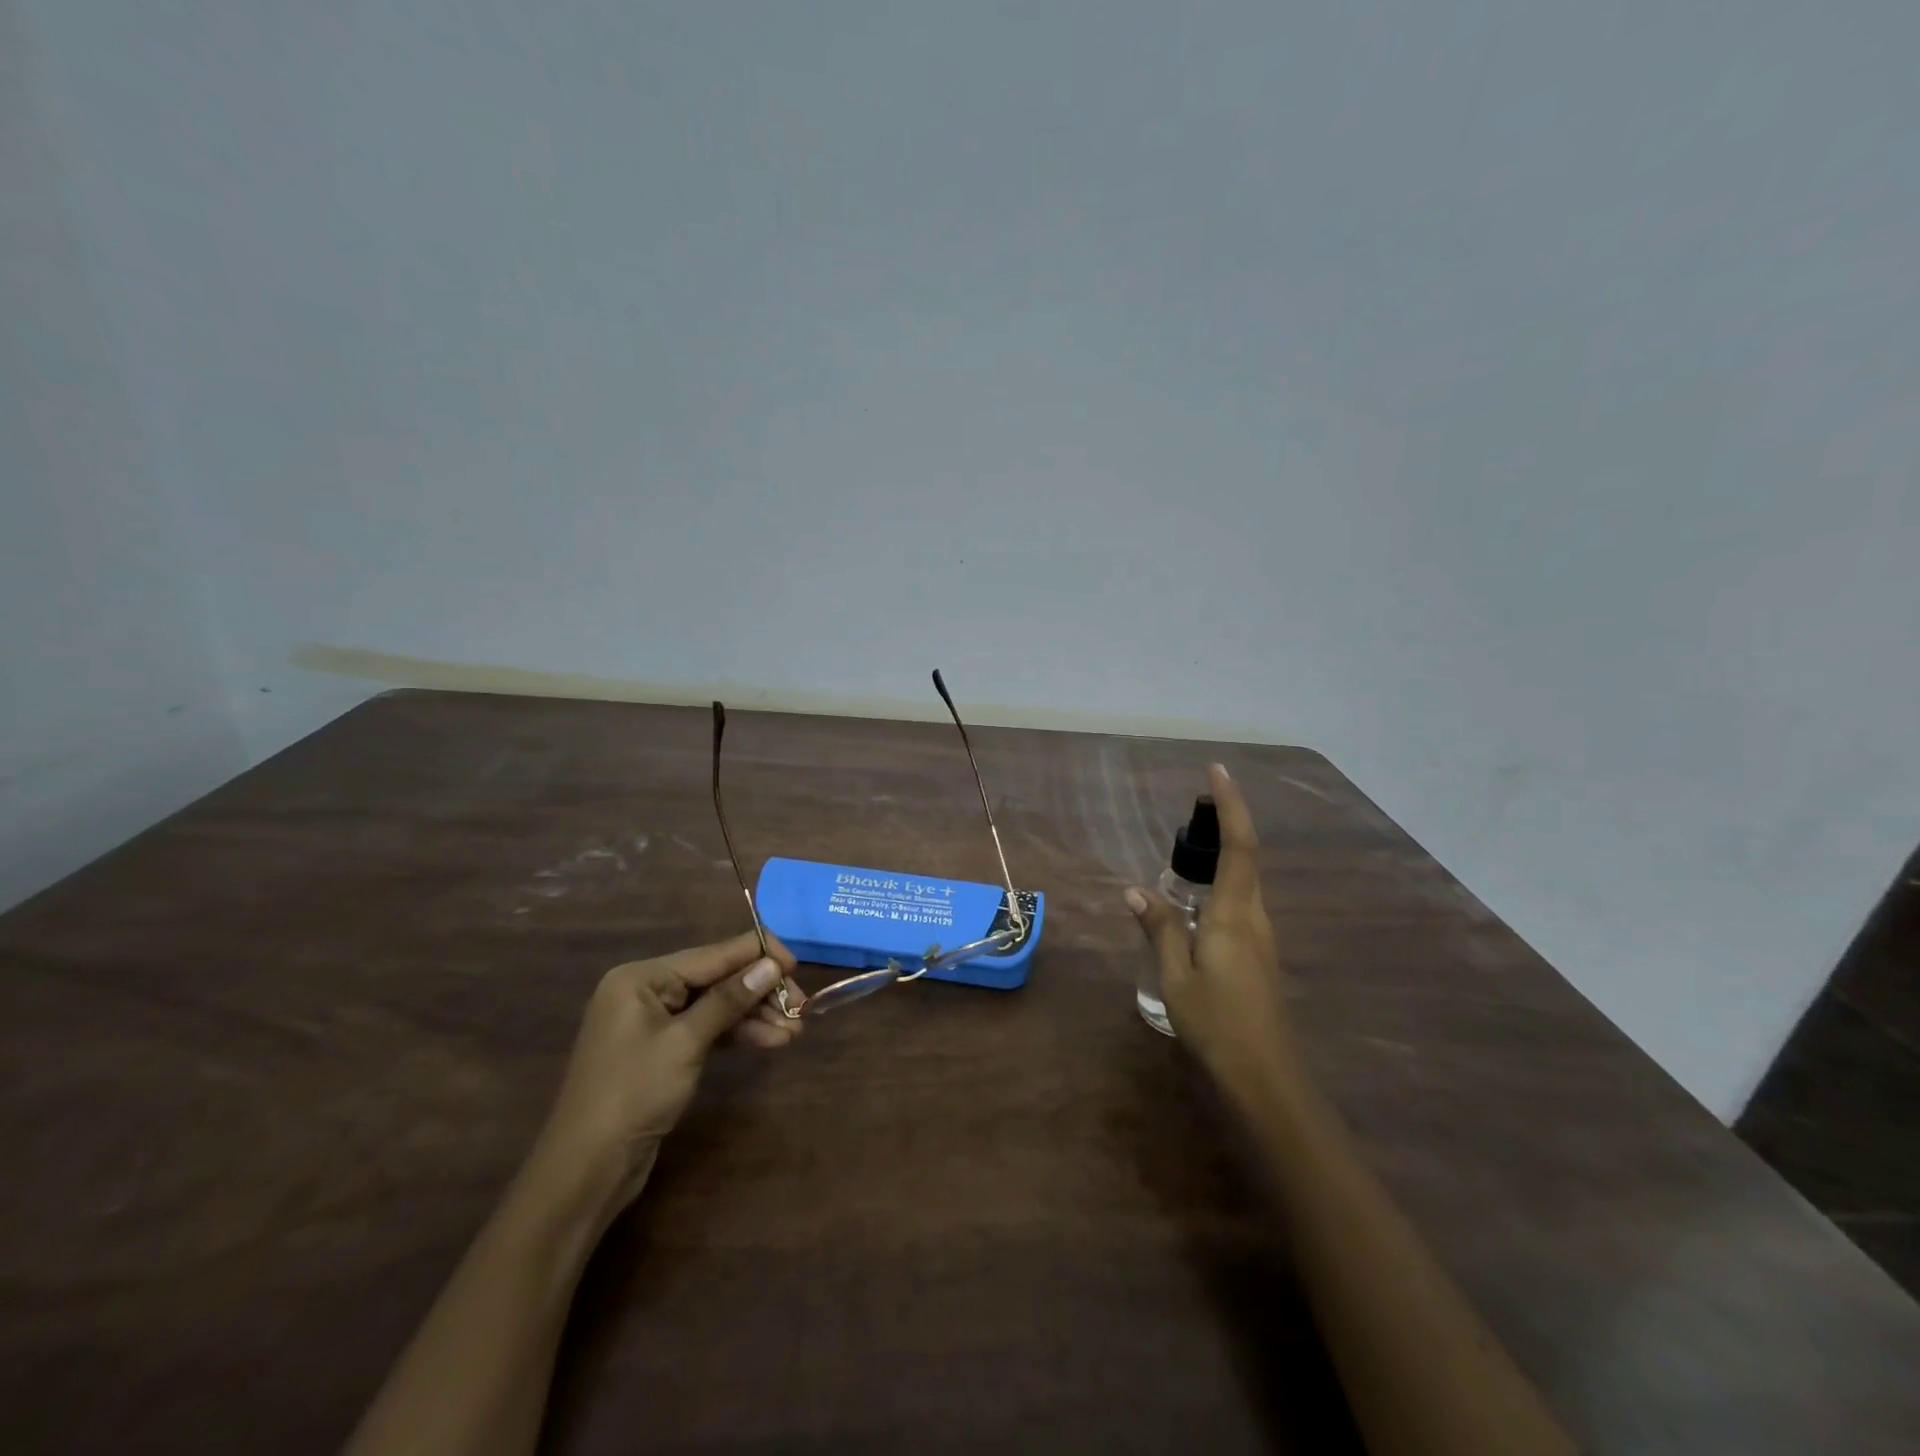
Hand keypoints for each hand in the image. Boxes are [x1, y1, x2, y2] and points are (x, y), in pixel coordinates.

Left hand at [528, 932, 800, 1218]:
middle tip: (800, 1008)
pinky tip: (770, 1040)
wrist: (586, 1170)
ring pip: (716, 1005)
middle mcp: (646, 990)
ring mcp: (653, 1022)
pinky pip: (706, 1029)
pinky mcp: (661, 1050)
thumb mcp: (686, 1042)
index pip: (712, 954)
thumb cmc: (633, 1094)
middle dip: (759, 993)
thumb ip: (730, 999)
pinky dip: (736, 1033)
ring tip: (794, 1032)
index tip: (797, 964)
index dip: (758, 955)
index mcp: (642, 977)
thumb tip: (772, 964)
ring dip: (755, 1016)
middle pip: (717, 979)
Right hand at [1127, 764, 1295, 1099]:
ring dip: (1224, 850)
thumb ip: (1159, 927)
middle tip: (1197, 801)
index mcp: (1234, 914)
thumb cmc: (1217, 1022)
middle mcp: (1254, 916)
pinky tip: (1197, 896)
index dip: (1230, 805)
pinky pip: (1240, 901)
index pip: (1238, 846)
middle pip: (1246, 855)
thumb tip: (1135, 890)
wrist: (1265, 1075)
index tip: (1217, 770)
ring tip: (1192, 841)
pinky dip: (1222, 880)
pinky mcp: (1257, 952)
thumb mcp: (1176, 975)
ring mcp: (1260, 935)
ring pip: (1244, 879)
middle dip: (1226, 820)